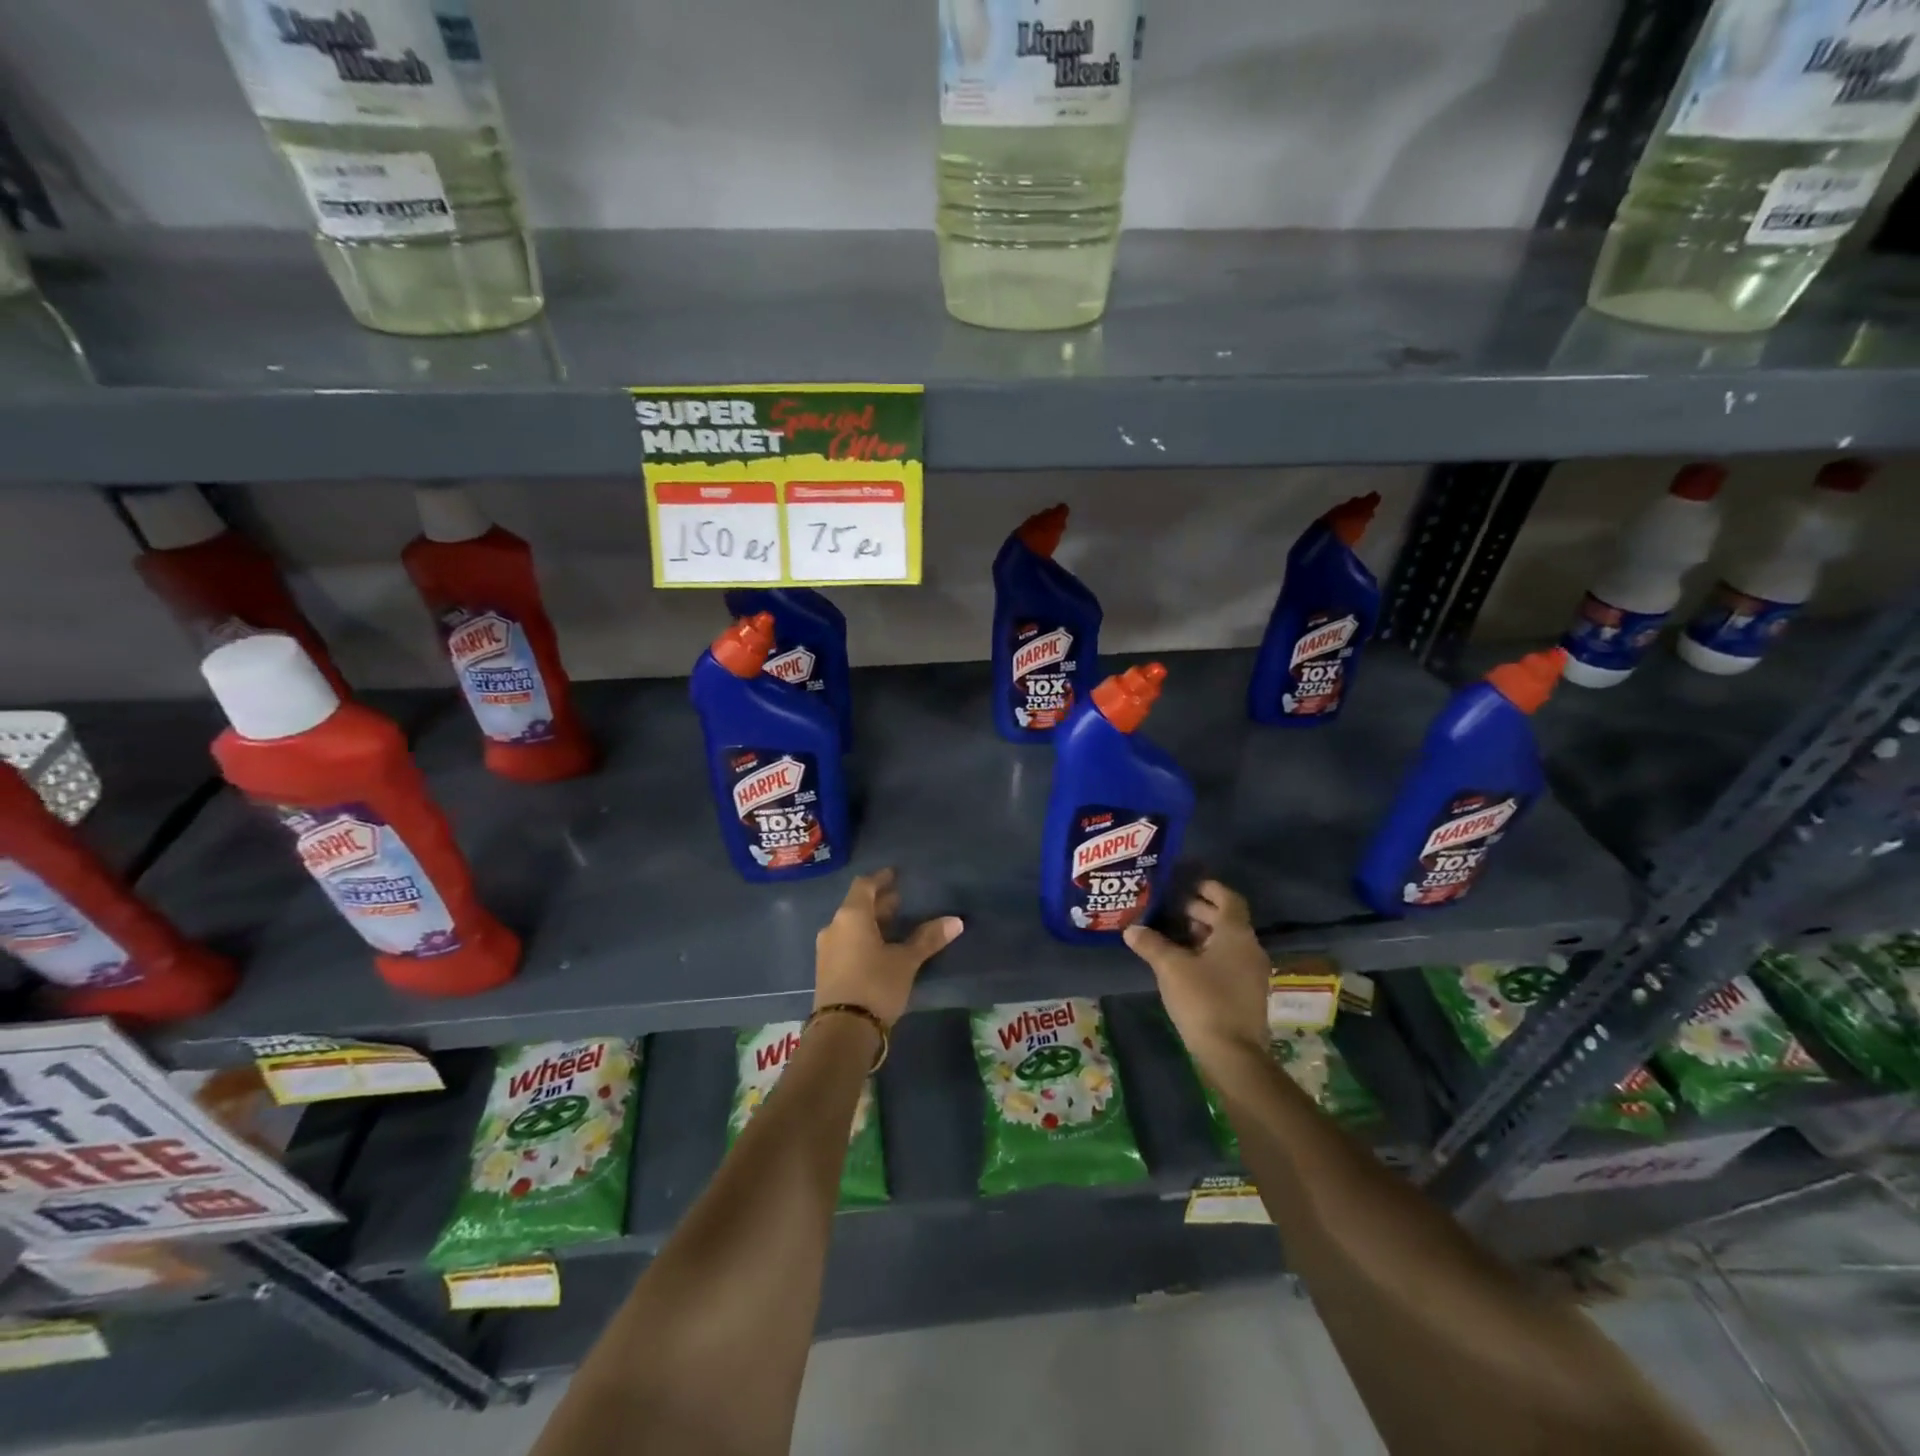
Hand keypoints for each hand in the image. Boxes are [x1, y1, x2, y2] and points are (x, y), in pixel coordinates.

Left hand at [814, 869, 962, 1024]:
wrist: (842, 1031)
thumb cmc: (875, 984)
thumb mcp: (906, 961)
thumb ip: (928, 939)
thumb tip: (956, 921)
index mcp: (851, 916)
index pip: (864, 885)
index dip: (880, 879)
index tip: (895, 875)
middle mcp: (834, 927)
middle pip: (856, 906)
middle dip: (878, 902)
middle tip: (900, 900)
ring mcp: (827, 950)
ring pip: (851, 926)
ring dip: (871, 922)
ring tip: (894, 925)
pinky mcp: (827, 970)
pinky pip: (846, 943)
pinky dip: (863, 938)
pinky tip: (880, 949)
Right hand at [1123, 880, 1269, 1067]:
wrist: (1232, 1054)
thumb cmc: (1203, 1000)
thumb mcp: (1170, 967)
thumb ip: (1151, 943)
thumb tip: (1131, 929)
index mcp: (1236, 933)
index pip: (1227, 897)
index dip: (1207, 887)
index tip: (1184, 883)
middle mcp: (1249, 947)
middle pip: (1226, 918)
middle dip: (1198, 910)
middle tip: (1168, 908)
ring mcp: (1250, 972)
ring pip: (1226, 941)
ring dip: (1201, 933)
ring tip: (1169, 933)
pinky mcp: (1246, 992)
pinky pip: (1227, 960)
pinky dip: (1206, 953)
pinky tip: (1181, 962)